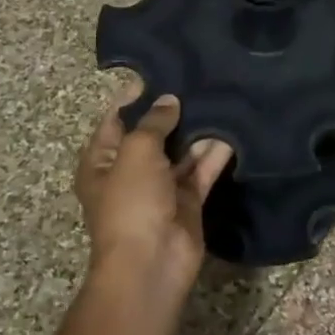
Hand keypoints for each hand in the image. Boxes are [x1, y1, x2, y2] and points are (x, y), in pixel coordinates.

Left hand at [76, 94, 232, 289]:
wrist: (151, 262)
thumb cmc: (131, 202)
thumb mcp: (136, 152)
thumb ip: (154, 123)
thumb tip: (169, 100)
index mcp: (102, 162)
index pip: (116, 120)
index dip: (135, 98)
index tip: (162, 72)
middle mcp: (130, 172)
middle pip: (152, 135)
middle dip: (172, 112)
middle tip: (199, 80)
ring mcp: (161, 188)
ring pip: (181, 152)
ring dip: (197, 130)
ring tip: (220, 97)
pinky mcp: (188, 201)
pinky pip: (201, 171)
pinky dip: (215, 153)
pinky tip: (233, 128)